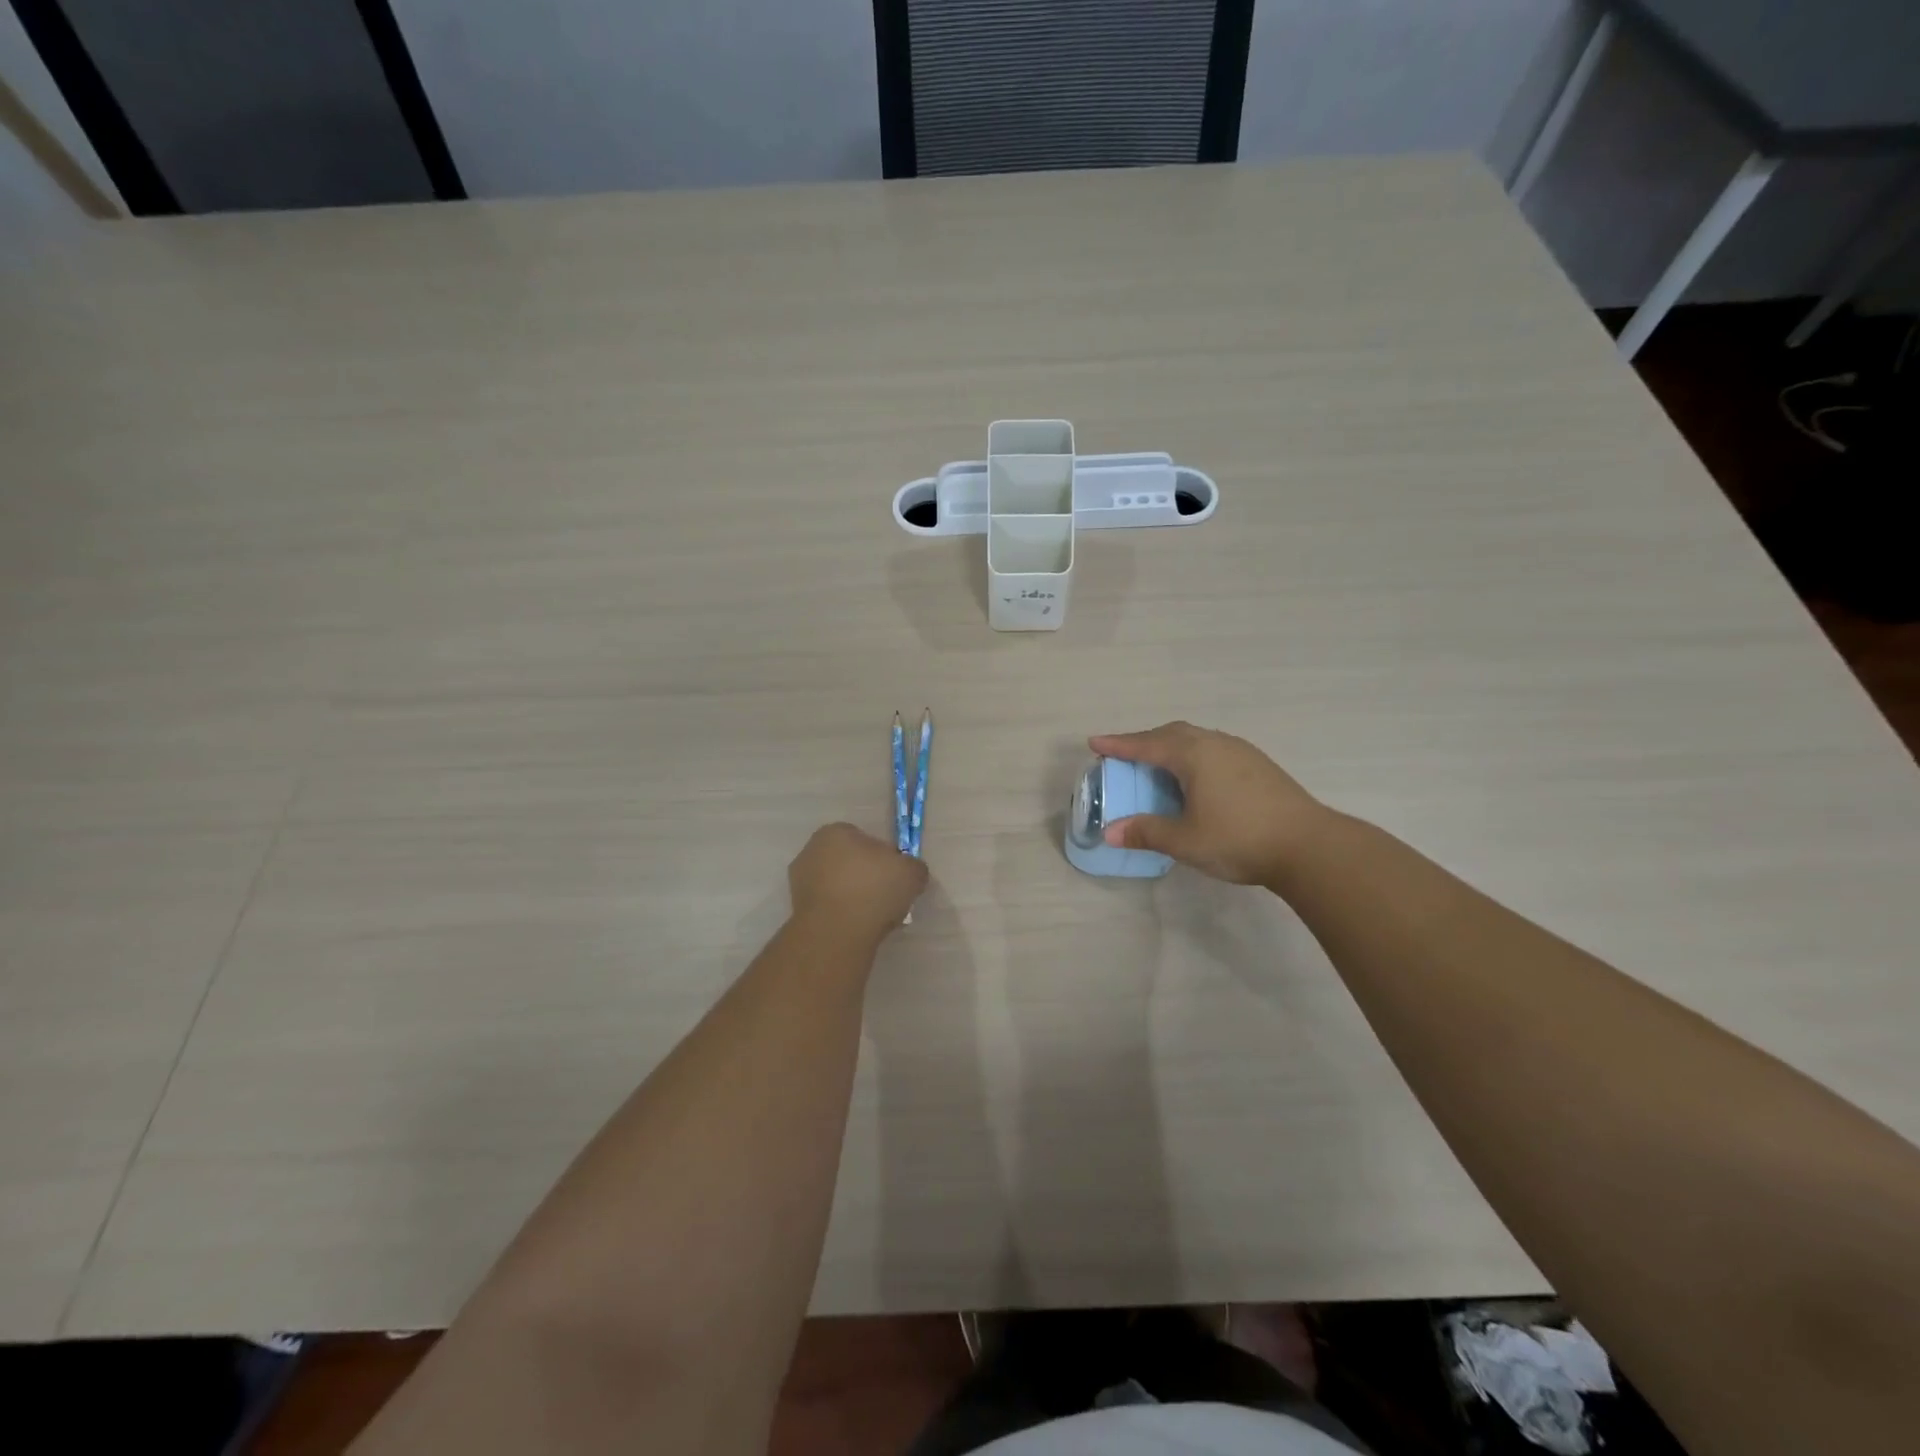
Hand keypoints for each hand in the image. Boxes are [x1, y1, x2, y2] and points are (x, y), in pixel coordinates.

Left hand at [787, 823, 928, 947]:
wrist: (836, 933)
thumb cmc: (873, 889)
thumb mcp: (912, 872)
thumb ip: (914, 867)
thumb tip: (911, 872)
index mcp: (835, 832)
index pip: (865, 839)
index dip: (884, 858)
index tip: (896, 877)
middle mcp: (811, 851)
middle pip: (849, 862)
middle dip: (866, 877)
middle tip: (887, 898)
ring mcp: (800, 882)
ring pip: (838, 886)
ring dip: (854, 898)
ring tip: (875, 918)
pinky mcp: (797, 910)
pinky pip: (829, 908)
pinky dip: (842, 915)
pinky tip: (858, 929)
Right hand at [1090, 722, 1329, 886]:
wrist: (1310, 846)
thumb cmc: (1239, 839)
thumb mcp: (1185, 841)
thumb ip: (1147, 832)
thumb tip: (1111, 832)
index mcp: (1194, 755)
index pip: (1146, 745)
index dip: (1118, 745)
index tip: (1094, 742)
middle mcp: (1216, 744)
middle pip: (1172, 733)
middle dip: (1145, 741)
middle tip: (1124, 755)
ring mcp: (1241, 752)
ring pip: (1196, 739)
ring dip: (1171, 747)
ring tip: (1158, 766)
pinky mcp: (1259, 765)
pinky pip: (1214, 749)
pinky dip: (1193, 756)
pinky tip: (1196, 778)